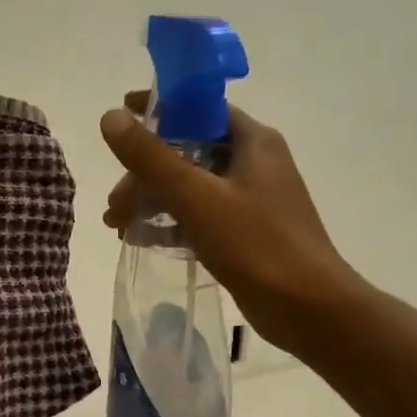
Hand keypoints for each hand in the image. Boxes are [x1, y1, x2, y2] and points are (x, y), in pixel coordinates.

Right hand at [101, 95, 355, 354]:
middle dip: (143, 173)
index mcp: (253, 142)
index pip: (199, 109)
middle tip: (114, 201)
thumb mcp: (196, 196)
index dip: (158, 111)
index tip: (120, 119)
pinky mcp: (241, 233)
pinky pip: (195, 216)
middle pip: (186, 152)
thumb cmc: (255, 244)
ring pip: (187, 187)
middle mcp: (253, 164)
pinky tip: (137, 239)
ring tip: (115, 223)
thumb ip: (150, 157)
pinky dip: (166, 223)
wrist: (306, 308)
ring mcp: (248, 200)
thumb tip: (109, 117)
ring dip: (149, 200)